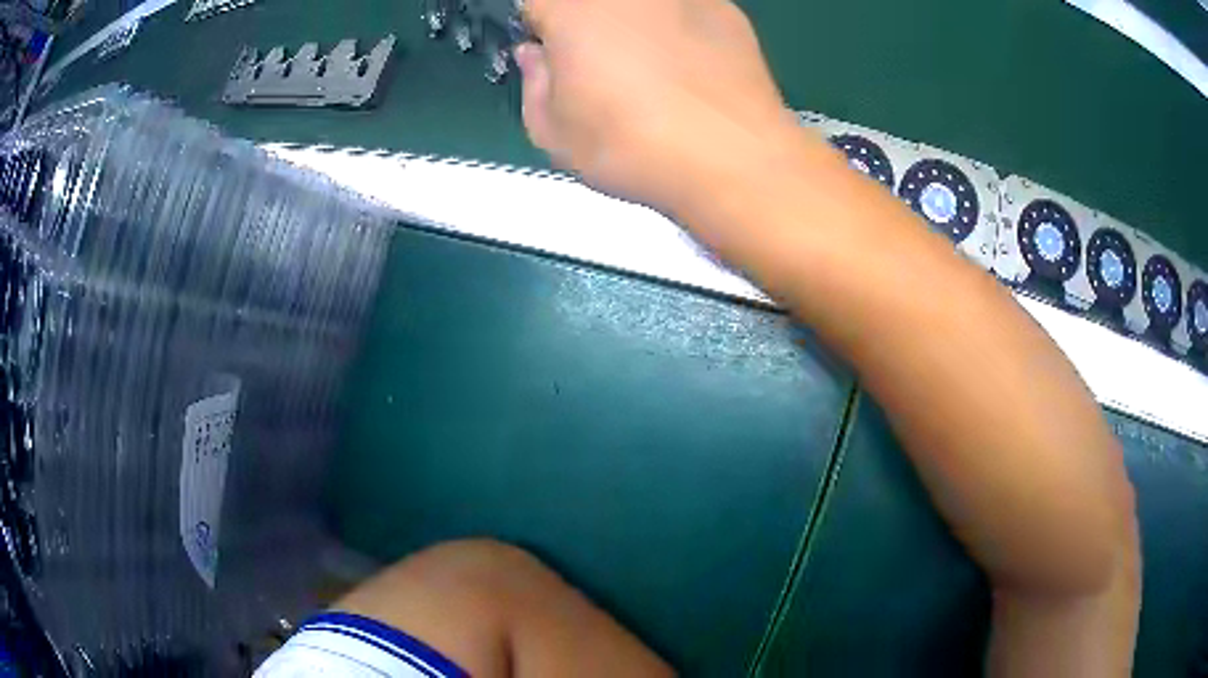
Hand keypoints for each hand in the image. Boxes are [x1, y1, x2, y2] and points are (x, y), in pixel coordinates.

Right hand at [516, 0, 801, 215]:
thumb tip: (536, 56)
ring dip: (635, 25)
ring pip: (641, 7)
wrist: (734, 159)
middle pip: (592, 3)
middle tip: (603, 66)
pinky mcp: (725, 8)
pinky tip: (695, 70)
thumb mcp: (553, 134)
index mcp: (571, 9)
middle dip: (587, 25)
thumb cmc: (631, 147)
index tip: (553, 57)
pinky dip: (681, 29)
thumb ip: (532, 84)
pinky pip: (686, 11)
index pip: (536, 3)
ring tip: (655, 70)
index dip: (540, 29)